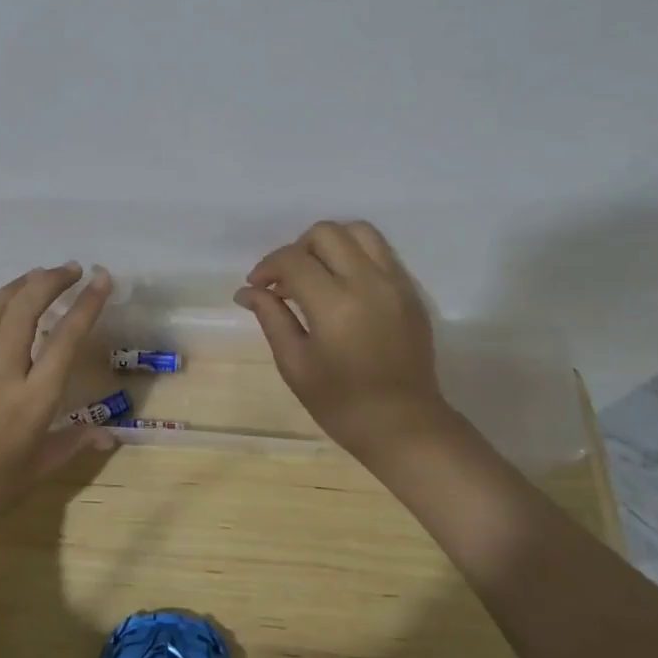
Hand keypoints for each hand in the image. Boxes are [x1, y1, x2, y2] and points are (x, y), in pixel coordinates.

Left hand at [0, 263, 115, 528]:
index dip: (86, 305)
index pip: (66, 339)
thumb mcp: (43, 467)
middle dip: (51, 282)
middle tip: (70, 270)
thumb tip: (112, 435)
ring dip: (16, 287)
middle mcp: (2, 375)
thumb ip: (77, 442)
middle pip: (26, 312)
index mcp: (34, 399)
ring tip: (36, 274)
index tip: (101, 279)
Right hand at [235, 221, 459, 463]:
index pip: (293, 260)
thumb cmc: (341, 403)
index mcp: (335, 304)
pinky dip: (355, 255)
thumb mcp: (295, 364)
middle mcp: (368, 282)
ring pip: (359, 231)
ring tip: (316, 274)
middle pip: (326, 233)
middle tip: (286, 280)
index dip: (268, 266)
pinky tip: (343, 286)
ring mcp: (395, 283)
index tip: (257, 286)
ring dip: (330, 243)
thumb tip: (247, 291)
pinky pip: (380, 252)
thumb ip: (271, 318)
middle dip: (297, 249)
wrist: (404, 425)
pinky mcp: (410, 291)